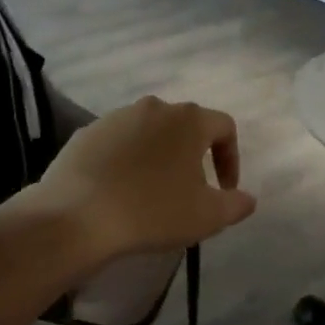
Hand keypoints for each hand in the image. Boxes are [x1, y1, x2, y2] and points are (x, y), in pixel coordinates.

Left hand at [31, 96, 256, 262]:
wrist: (76, 217)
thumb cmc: (153, 211)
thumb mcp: (207, 216)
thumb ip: (236, 204)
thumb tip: (247, 198)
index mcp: (189, 119)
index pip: (224, 127)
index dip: (231, 158)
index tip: (225, 189)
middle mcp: (154, 107)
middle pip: (185, 126)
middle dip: (193, 156)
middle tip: (189, 191)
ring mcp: (116, 117)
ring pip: (149, 133)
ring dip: (158, 156)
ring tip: (152, 192)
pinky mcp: (86, 132)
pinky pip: (117, 143)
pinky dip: (126, 161)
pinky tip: (119, 191)